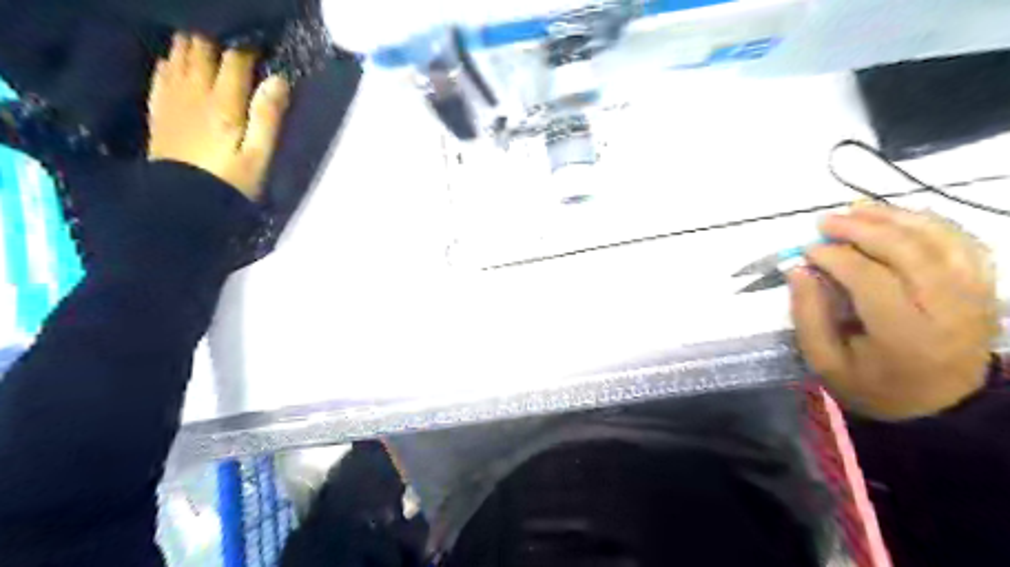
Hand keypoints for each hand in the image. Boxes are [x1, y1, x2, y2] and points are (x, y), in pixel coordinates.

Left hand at [148, 34, 292, 198]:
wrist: (183, 201)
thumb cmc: (231, 181)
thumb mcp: (259, 155)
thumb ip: (268, 116)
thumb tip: (279, 80)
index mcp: (224, 103)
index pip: (234, 60)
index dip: (248, 49)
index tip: (262, 47)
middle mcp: (195, 92)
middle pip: (201, 49)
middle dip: (217, 41)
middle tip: (235, 46)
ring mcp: (172, 99)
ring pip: (178, 55)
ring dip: (192, 45)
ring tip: (208, 45)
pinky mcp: (160, 110)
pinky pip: (161, 74)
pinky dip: (169, 62)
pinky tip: (175, 61)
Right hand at [788, 203, 991, 420]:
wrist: (940, 406)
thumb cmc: (873, 386)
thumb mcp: (825, 362)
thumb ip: (808, 315)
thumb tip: (797, 269)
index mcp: (906, 337)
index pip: (871, 279)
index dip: (836, 256)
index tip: (807, 249)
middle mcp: (949, 311)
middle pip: (910, 251)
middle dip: (862, 228)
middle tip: (826, 221)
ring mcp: (975, 296)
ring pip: (940, 239)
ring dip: (895, 217)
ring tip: (856, 210)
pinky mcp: (984, 288)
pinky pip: (962, 242)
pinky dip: (929, 223)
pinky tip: (897, 219)